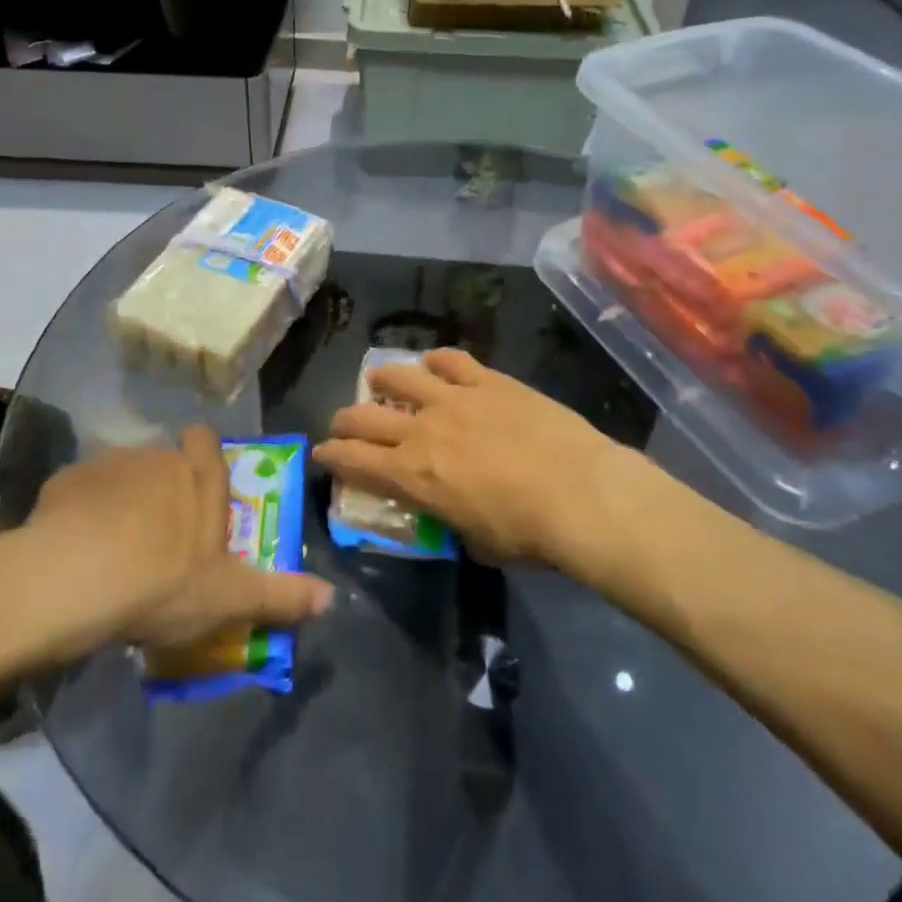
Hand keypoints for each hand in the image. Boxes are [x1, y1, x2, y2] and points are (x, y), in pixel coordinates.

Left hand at [17, 425, 332, 652]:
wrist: (75, 580)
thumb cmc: (164, 582)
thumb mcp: (230, 598)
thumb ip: (281, 595)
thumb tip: (332, 597)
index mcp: (200, 477)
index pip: (205, 440)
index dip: (202, 457)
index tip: (198, 488)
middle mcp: (159, 457)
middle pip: (163, 460)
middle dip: (161, 487)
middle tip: (156, 536)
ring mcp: (110, 464)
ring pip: (122, 474)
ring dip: (120, 500)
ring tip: (111, 547)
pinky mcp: (66, 479)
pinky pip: (80, 490)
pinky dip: (80, 512)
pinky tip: (73, 548)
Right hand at [317, 349, 647, 569]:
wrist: (578, 492)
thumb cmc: (526, 532)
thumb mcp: (476, 542)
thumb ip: (451, 519)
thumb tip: (452, 512)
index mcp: (411, 475)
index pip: (352, 460)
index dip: (330, 455)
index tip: (323, 453)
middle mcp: (420, 430)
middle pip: (364, 415)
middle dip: (345, 420)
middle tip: (345, 424)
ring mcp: (453, 398)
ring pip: (399, 375)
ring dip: (382, 380)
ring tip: (380, 381)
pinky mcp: (487, 380)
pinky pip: (451, 360)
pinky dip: (437, 361)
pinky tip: (436, 364)